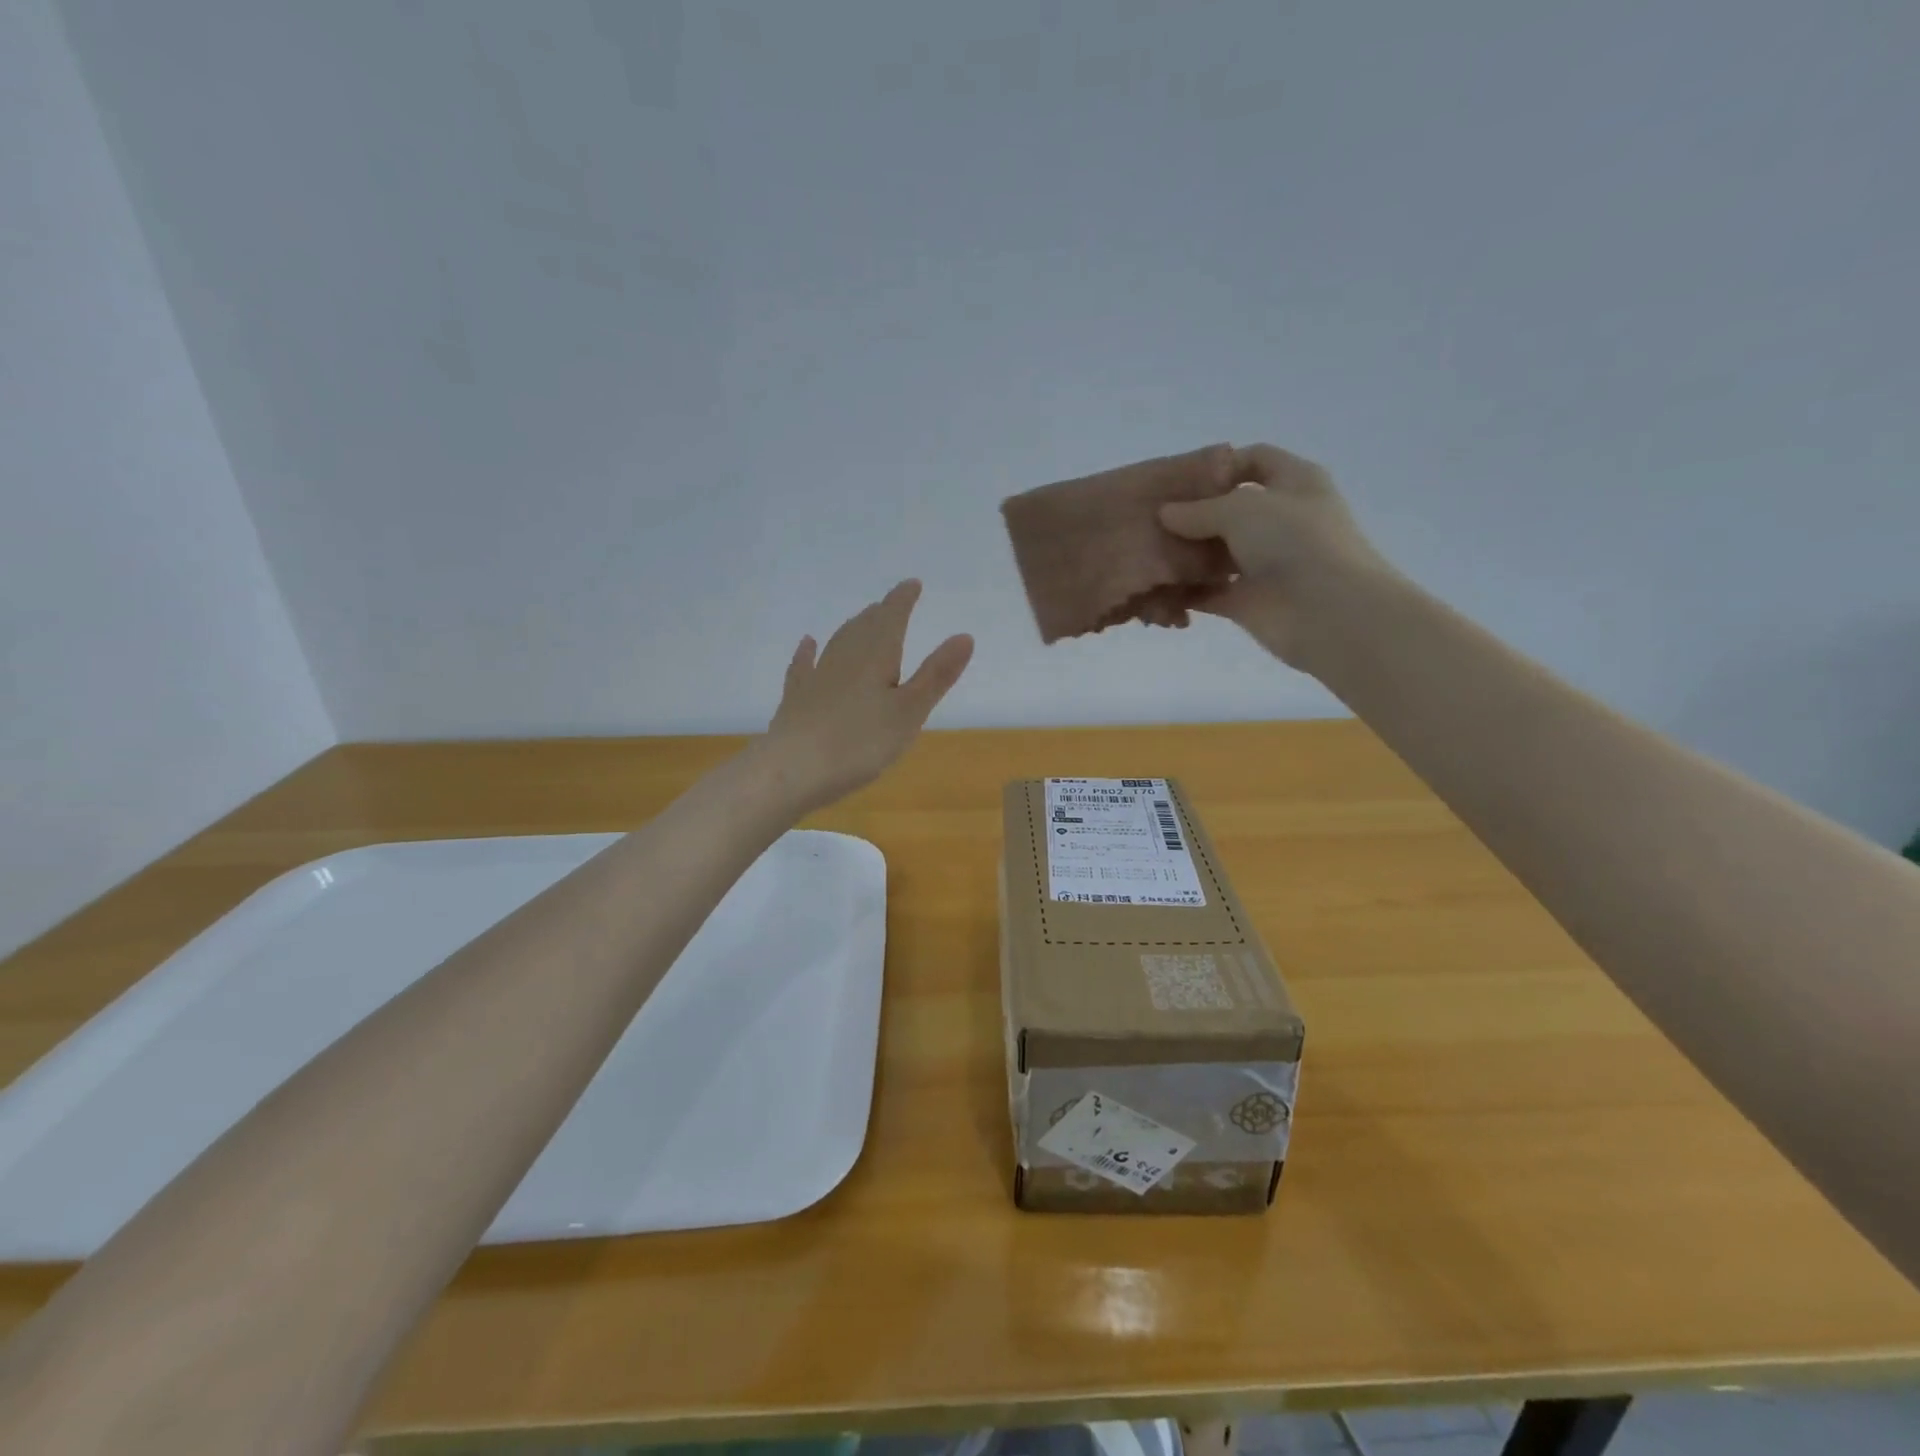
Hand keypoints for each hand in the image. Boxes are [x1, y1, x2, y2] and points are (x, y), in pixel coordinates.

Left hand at [761, 580, 974, 813]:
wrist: (793, 769)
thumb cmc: (860, 743)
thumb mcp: (910, 712)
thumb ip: (936, 674)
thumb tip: (964, 635)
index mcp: (876, 656)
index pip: (892, 617)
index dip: (903, 599)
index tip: (912, 584)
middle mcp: (845, 657)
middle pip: (865, 626)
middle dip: (881, 613)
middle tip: (891, 604)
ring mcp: (817, 676)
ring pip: (838, 642)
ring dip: (854, 628)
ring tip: (863, 619)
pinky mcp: (796, 698)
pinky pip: (804, 666)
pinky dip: (809, 652)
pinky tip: (808, 644)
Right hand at [1158, 444, 1393, 667]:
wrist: (1328, 612)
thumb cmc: (1294, 542)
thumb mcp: (1240, 509)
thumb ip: (1197, 509)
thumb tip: (1164, 513)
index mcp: (1294, 482)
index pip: (1255, 459)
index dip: (1219, 465)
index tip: (1179, 480)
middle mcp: (1280, 520)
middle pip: (1229, 509)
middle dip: (1192, 513)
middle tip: (1150, 518)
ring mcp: (1264, 563)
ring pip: (1217, 552)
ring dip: (1185, 554)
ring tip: (1146, 551)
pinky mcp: (1248, 600)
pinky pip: (1208, 591)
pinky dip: (1186, 591)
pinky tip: (1155, 586)